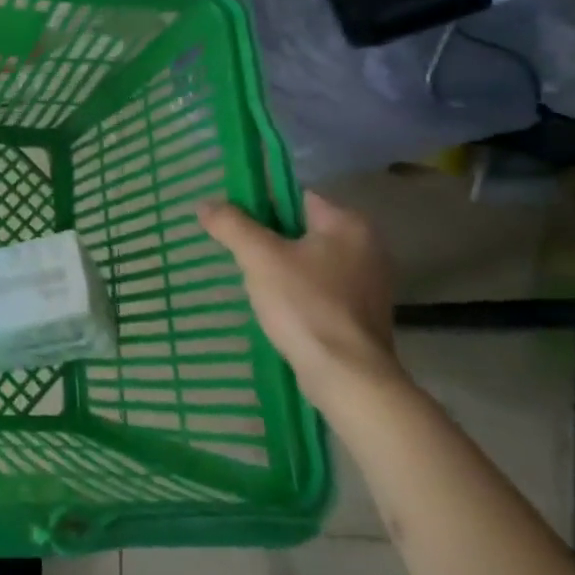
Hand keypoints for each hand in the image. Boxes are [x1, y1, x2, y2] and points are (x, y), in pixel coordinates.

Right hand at [196, 192, 402, 408]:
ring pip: (310, 260)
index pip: (296, 197)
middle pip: (302, 229)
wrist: (347, 377)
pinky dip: (299, 291)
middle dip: (269, 239)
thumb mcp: (259, 257)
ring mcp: (369, 283)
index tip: (234, 223)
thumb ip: (231, 224)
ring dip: (282, 267)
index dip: (261, 205)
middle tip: (239, 253)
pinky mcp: (363, 314)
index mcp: (349, 224)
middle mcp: (367, 247)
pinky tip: (278, 307)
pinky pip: (321, 288)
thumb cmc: (305, 306)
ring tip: (252, 281)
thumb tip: (205, 203)